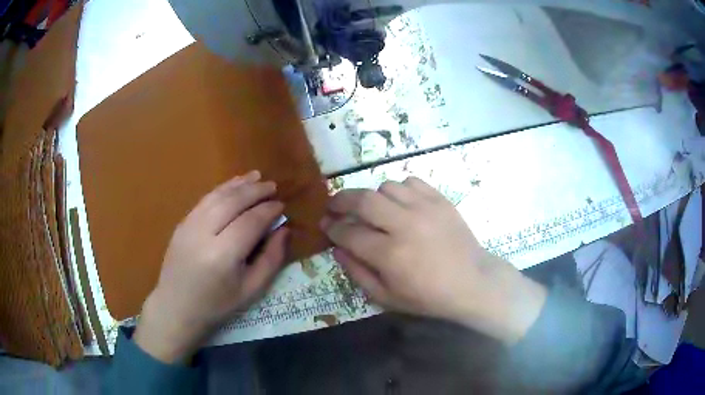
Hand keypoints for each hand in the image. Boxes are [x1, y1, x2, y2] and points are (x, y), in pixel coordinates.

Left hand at [134, 171, 288, 362]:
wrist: (176, 306)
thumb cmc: (217, 304)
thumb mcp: (251, 290)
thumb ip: (271, 259)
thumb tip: (283, 230)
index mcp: (223, 255)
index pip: (251, 222)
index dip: (268, 210)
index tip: (282, 205)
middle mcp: (204, 234)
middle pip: (233, 202)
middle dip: (255, 191)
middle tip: (273, 186)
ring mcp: (189, 225)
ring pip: (217, 196)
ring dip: (239, 184)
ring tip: (257, 177)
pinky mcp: (182, 223)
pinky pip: (205, 199)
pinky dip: (221, 189)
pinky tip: (233, 185)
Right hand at [320, 177, 546, 343]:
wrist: (472, 282)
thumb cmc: (428, 297)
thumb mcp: (386, 297)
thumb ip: (357, 272)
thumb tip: (336, 249)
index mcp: (389, 254)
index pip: (349, 232)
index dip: (332, 227)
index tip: (325, 224)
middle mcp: (405, 225)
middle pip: (363, 199)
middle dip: (341, 200)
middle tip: (333, 204)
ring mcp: (425, 208)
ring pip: (386, 187)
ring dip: (373, 196)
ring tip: (373, 209)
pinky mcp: (440, 200)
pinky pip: (411, 182)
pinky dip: (400, 190)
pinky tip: (401, 204)